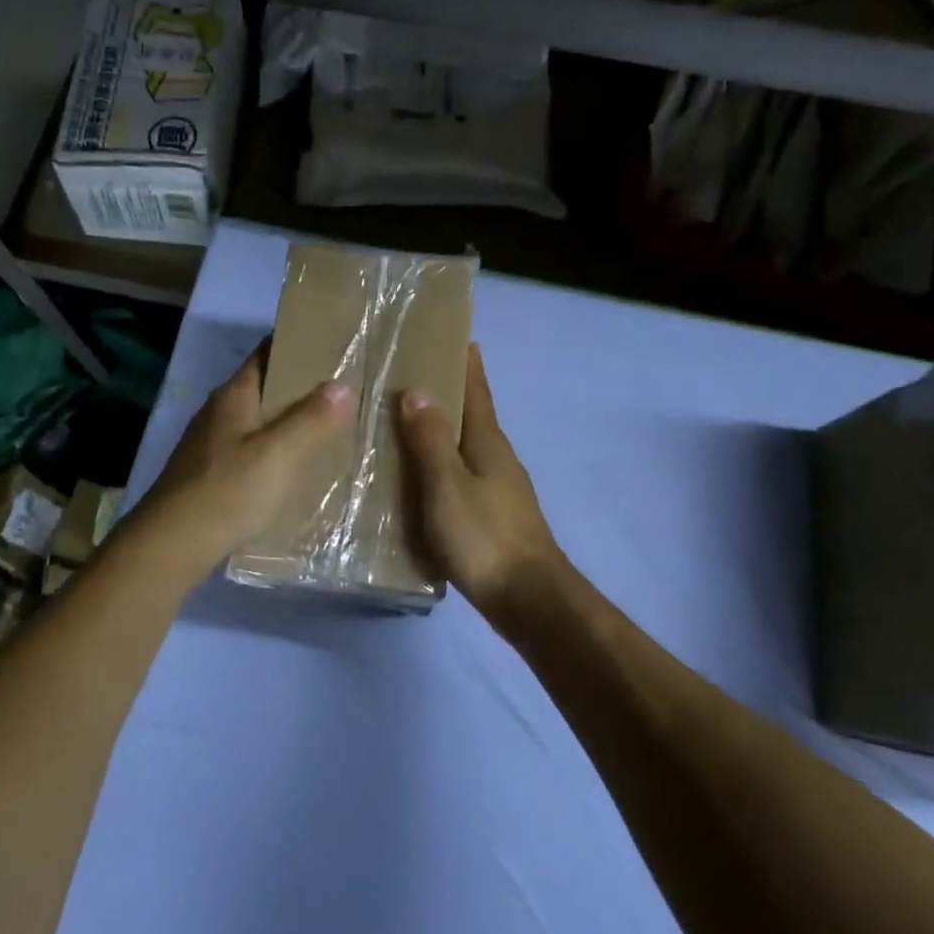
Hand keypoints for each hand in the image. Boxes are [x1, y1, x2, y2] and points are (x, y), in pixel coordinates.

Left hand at [135, 346, 352, 579]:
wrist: (172, 545)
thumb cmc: (227, 491)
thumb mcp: (278, 454)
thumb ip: (311, 419)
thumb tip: (341, 385)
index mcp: (234, 397)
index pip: (266, 354)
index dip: (297, 345)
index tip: (333, 346)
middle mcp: (220, 414)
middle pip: (264, 389)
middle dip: (301, 389)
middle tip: (345, 392)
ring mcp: (211, 445)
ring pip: (259, 423)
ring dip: (290, 423)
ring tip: (330, 429)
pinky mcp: (210, 475)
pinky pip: (252, 453)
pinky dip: (276, 454)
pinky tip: (296, 470)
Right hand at [398, 344, 568, 618]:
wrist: (528, 598)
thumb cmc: (484, 536)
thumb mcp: (447, 485)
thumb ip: (430, 440)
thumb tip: (416, 391)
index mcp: (487, 442)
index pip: (477, 390)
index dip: (467, 362)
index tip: (456, 334)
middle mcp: (496, 458)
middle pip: (472, 415)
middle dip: (449, 393)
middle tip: (411, 376)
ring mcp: (498, 488)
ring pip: (465, 447)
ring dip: (441, 431)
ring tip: (405, 424)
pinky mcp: (492, 515)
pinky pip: (461, 476)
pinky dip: (441, 465)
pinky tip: (420, 478)